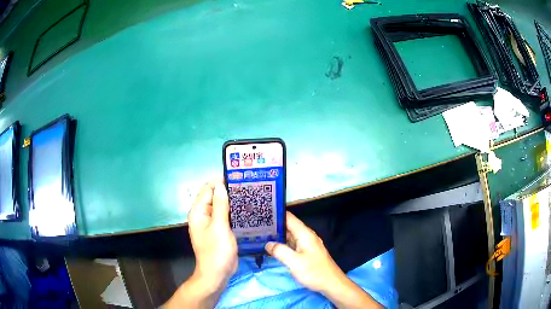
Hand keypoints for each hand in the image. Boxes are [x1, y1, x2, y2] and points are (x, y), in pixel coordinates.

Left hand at [165, 179, 237, 308]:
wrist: (217, 273)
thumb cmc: (217, 251)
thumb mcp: (220, 227)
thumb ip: (220, 205)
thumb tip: (220, 185)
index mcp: (198, 212)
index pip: (207, 189)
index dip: (220, 181)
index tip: (238, 178)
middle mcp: (202, 215)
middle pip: (213, 196)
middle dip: (227, 190)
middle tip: (246, 187)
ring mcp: (210, 223)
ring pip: (220, 206)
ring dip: (231, 201)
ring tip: (248, 195)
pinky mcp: (218, 230)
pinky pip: (224, 215)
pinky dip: (232, 211)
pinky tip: (244, 210)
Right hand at [265, 212, 381, 308]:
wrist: (331, 283)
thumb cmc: (314, 272)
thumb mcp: (294, 262)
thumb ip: (280, 251)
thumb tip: (268, 244)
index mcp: (305, 234)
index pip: (289, 217)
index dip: (276, 214)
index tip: (261, 213)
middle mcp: (306, 236)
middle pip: (288, 226)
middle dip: (274, 225)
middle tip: (256, 225)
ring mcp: (307, 244)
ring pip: (290, 236)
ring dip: (277, 235)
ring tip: (260, 234)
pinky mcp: (306, 252)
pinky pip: (292, 244)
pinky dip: (282, 244)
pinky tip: (272, 247)